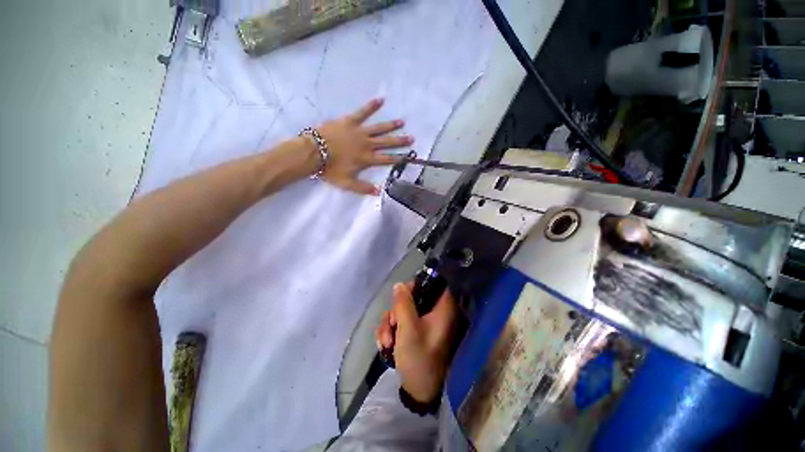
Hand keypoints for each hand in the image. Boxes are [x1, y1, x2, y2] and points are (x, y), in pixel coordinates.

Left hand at [314, 98, 412, 194]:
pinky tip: (381, 100)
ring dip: (390, 126)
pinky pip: (363, 112)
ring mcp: (359, 132)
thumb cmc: (330, 169)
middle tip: (411, 138)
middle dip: (399, 141)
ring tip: (401, 122)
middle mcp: (367, 145)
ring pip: (379, 128)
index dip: (398, 158)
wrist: (313, 153)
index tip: (408, 156)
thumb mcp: (347, 184)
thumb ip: (363, 188)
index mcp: (367, 159)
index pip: (386, 159)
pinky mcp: (350, 121)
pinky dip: (371, 106)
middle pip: (386, 143)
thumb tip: (379, 192)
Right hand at [376, 282, 457, 402]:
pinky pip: (400, 322)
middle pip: (413, 296)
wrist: (417, 391)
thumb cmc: (419, 358)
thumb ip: (403, 304)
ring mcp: (424, 323)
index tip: (402, 296)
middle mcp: (435, 313)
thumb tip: (399, 284)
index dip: (417, 285)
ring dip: (390, 325)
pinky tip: (385, 345)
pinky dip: (391, 331)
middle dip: (396, 311)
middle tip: (392, 326)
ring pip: (403, 310)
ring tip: (386, 343)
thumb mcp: (408, 329)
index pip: (434, 283)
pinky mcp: (415, 332)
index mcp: (442, 309)